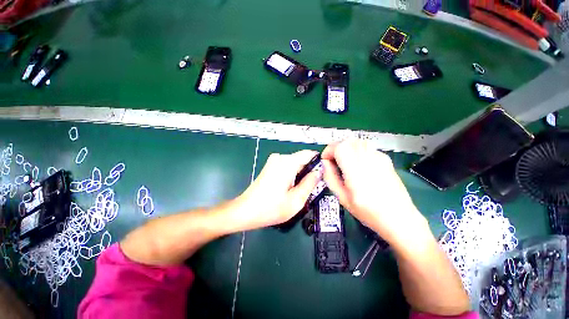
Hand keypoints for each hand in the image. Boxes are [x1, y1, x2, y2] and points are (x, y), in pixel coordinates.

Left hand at [232, 150, 320, 230]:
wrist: (245, 211)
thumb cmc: (271, 209)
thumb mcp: (296, 200)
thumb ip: (310, 183)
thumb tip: (320, 171)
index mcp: (287, 162)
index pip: (309, 154)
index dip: (318, 163)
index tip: (322, 176)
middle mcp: (280, 157)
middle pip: (302, 159)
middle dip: (309, 171)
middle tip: (311, 189)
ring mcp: (273, 161)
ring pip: (296, 164)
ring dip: (301, 175)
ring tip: (299, 191)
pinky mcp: (270, 166)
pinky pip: (288, 166)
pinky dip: (293, 175)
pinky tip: (289, 188)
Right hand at [321, 140, 426, 243]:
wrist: (399, 218)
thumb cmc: (368, 212)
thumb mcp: (342, 198)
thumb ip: (330, 178)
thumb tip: (325, 163)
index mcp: (356, 171)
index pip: (339, 147)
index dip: (329, 151)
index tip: (325, 160)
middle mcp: (369, 160)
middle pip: (347, 141)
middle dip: (336, 148)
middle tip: (332, 161)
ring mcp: (379, 157)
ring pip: (357, 142)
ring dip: (346, 148)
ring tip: (344, 162)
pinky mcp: (385, 159)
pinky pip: (366, 147)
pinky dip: (356, 151)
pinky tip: (358, 165)